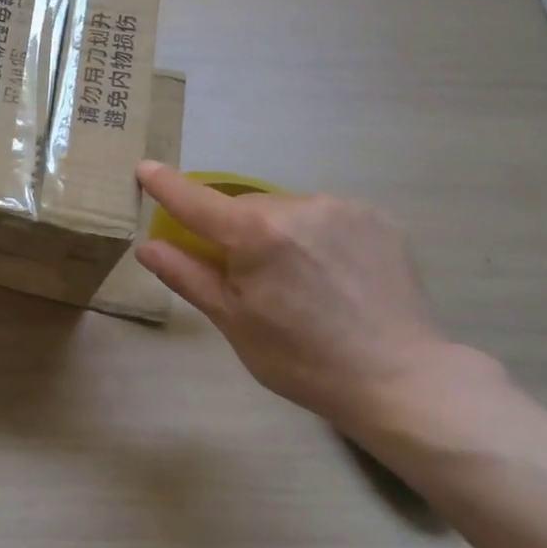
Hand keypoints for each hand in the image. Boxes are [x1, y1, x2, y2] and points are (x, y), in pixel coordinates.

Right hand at [134, 162, 457, 428]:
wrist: (401, 379)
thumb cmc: (302, 360)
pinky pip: (324, 215)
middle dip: (234, 229)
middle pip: (244, 206)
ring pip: (285, 209)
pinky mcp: (376, 216)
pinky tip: (331, 272)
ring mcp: (342, 207)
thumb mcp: (233, 322)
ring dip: (276, 230)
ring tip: (298, 279)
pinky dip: (314, 234)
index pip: (195, 200)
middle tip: (245, 274)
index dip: (166, 185)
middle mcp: (297, 206)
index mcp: (256, 234)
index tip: (145, 168)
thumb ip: (187, 276)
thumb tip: (147, 246)